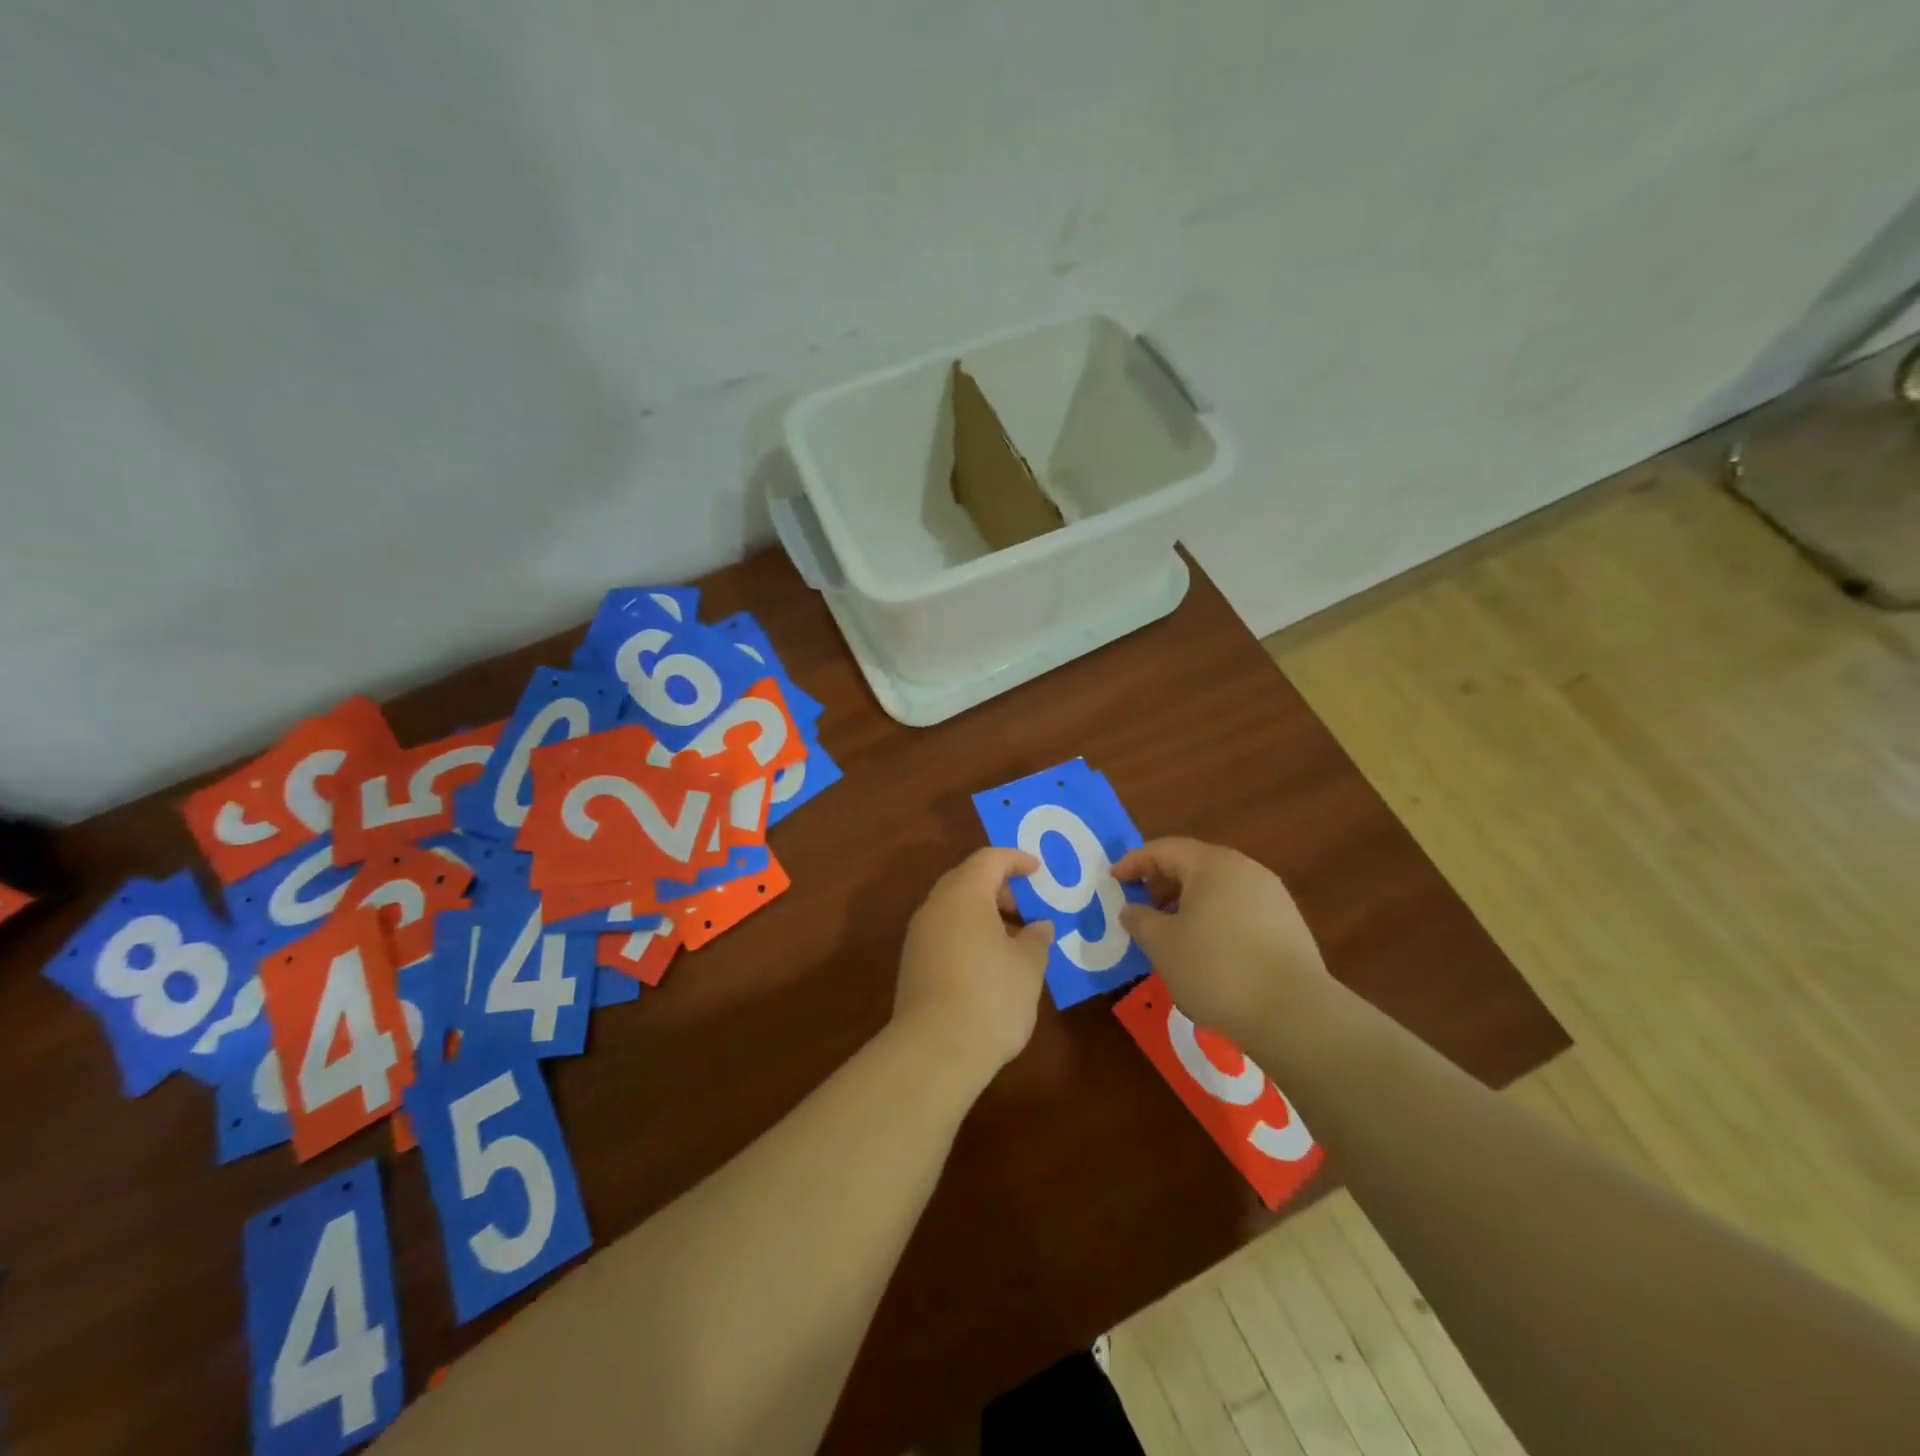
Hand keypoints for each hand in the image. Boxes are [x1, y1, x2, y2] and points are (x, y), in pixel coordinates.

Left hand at [894, 848, 1055, 1090]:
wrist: (935, 1050)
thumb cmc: (991, 997)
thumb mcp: (1028, 966)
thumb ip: (1036, 939)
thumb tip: (1039, 926)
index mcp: (964, 896)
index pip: (989, 860)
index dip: (1015, 860)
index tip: (1037, 871)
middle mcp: (935, 907)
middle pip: (965, 879)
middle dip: (997, 886)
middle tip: (1024, 908)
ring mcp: (918, 936)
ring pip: (952, 907)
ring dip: (981, 912)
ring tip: (1011, 940)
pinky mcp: (912, 963)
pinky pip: (943, 931)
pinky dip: (966, 933)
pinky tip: (987, 962)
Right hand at [1113, 837, 1328, 1044]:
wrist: (1295, 1014)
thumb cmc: (1216, 968)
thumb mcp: (1162, 944)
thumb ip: (1139, 920)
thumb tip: (1132, 909)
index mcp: (1213, 864)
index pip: (1164, 849)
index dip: (1133, 863)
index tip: (1112, 881)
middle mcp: (1245, 870)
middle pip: (1193, 865)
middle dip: (1161, 883)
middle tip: (1141, 908)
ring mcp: (1272, 896)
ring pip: (1218, 888)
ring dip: (1188, 903)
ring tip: (1171, 933)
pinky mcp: (1288, 925)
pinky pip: (1239, 910)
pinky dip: (1214, 919)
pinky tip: (1206, 951)